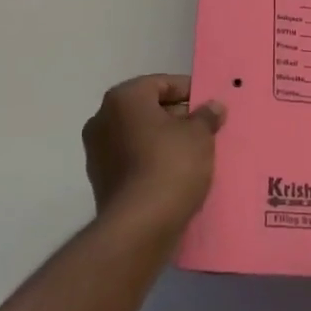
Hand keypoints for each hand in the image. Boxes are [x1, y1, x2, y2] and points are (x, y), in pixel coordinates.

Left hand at [82, 75, 225, 235]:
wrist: (139, 226)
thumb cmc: (170, 164)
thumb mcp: (199, 134)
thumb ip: (206, 115)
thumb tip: (213, 107)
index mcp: (123, 98)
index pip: (161, 83)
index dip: (189, 91)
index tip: (209, 105)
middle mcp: (103, 119)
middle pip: (148, 109)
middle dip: (176, 117)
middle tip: (205, 128)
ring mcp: (97, 153)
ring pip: (139, 136)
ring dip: (163, 140)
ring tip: (194, 153)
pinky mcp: (101, 182)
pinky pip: (133, 160)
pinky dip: (152, 162)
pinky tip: (176, 174)